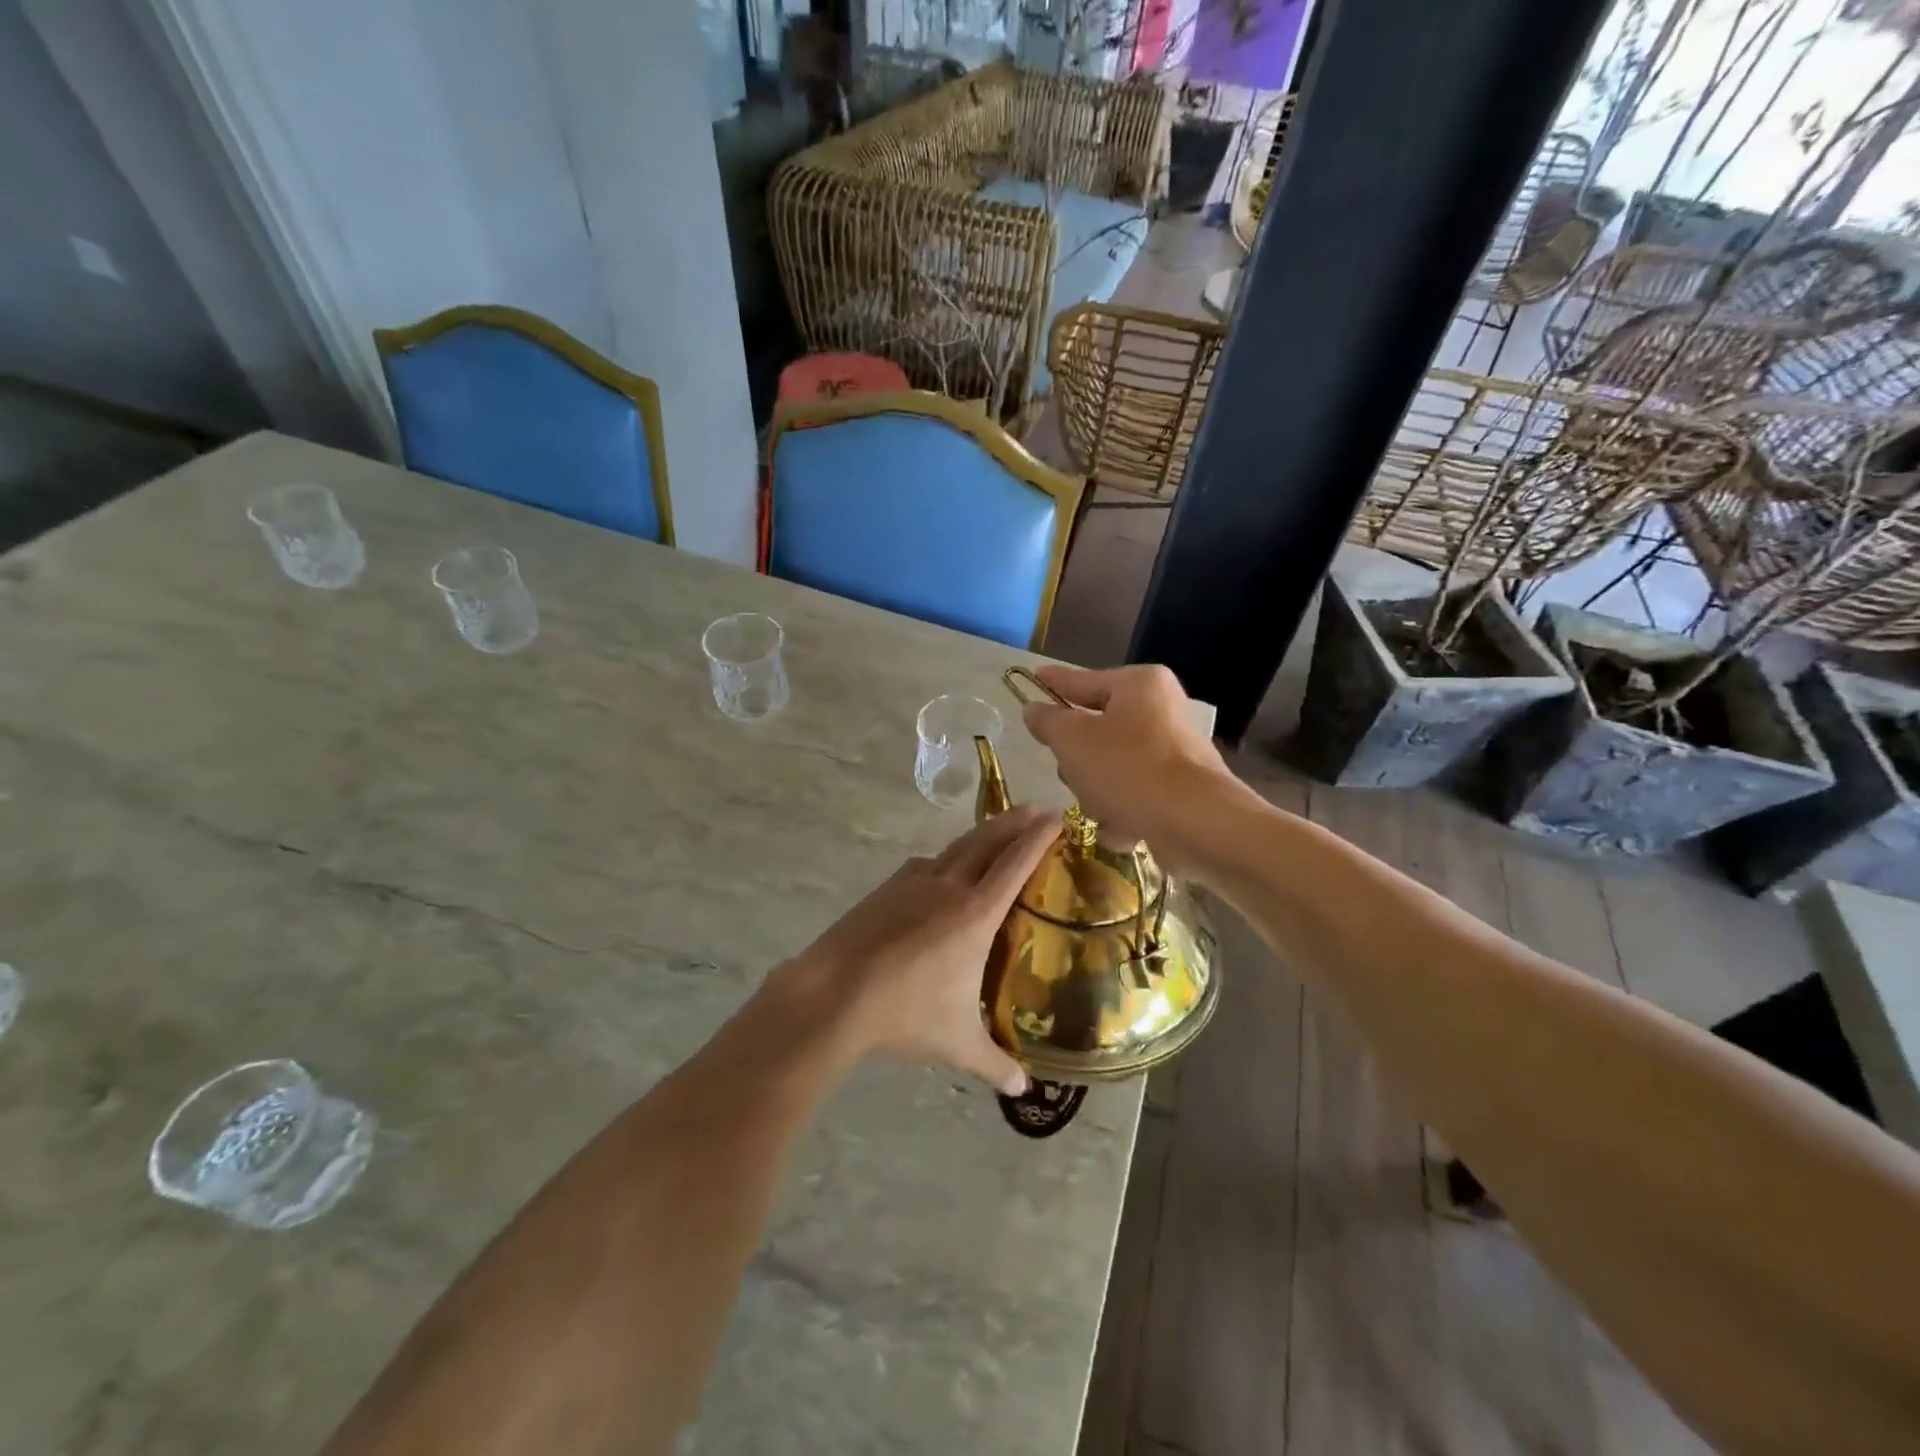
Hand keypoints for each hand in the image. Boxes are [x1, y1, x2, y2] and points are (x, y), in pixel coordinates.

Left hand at [777, 806, 1059, 1095]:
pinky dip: (942, 861)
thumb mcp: (957, 1044)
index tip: (1056, 816)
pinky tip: (938, 874)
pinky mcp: (884, 890)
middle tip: (1033, 809)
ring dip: (978, 837)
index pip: (1015, 864)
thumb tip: (1023, 1088)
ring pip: (953, 849)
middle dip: (1013, 823)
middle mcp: (946, 887)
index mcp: (974, 914)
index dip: (1038, 838)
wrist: (832, 994)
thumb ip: (994, 1063)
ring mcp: (910, 883)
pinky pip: (923, 866)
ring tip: (992, 836)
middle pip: (986, 842)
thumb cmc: (904, 1015)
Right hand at [1019, 664, 1235, 859]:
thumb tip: (1035, 709)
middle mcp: (1160, 711)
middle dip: (1078, 759)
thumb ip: (1047, 721)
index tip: (1034, 678)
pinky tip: (1123, 828)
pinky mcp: (1180, 789)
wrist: (1195, 823)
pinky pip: (1134, 794)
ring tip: (1102, 808)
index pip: (1082, 681)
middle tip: (1071, 773)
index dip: (1053, 683)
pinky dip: (1123, 811)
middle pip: (1097, 729)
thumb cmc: (1128, 768)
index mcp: (1138, 685)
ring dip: (1097, 791)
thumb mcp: (1072, 740)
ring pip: (1111, 767)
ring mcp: (1173, 752)